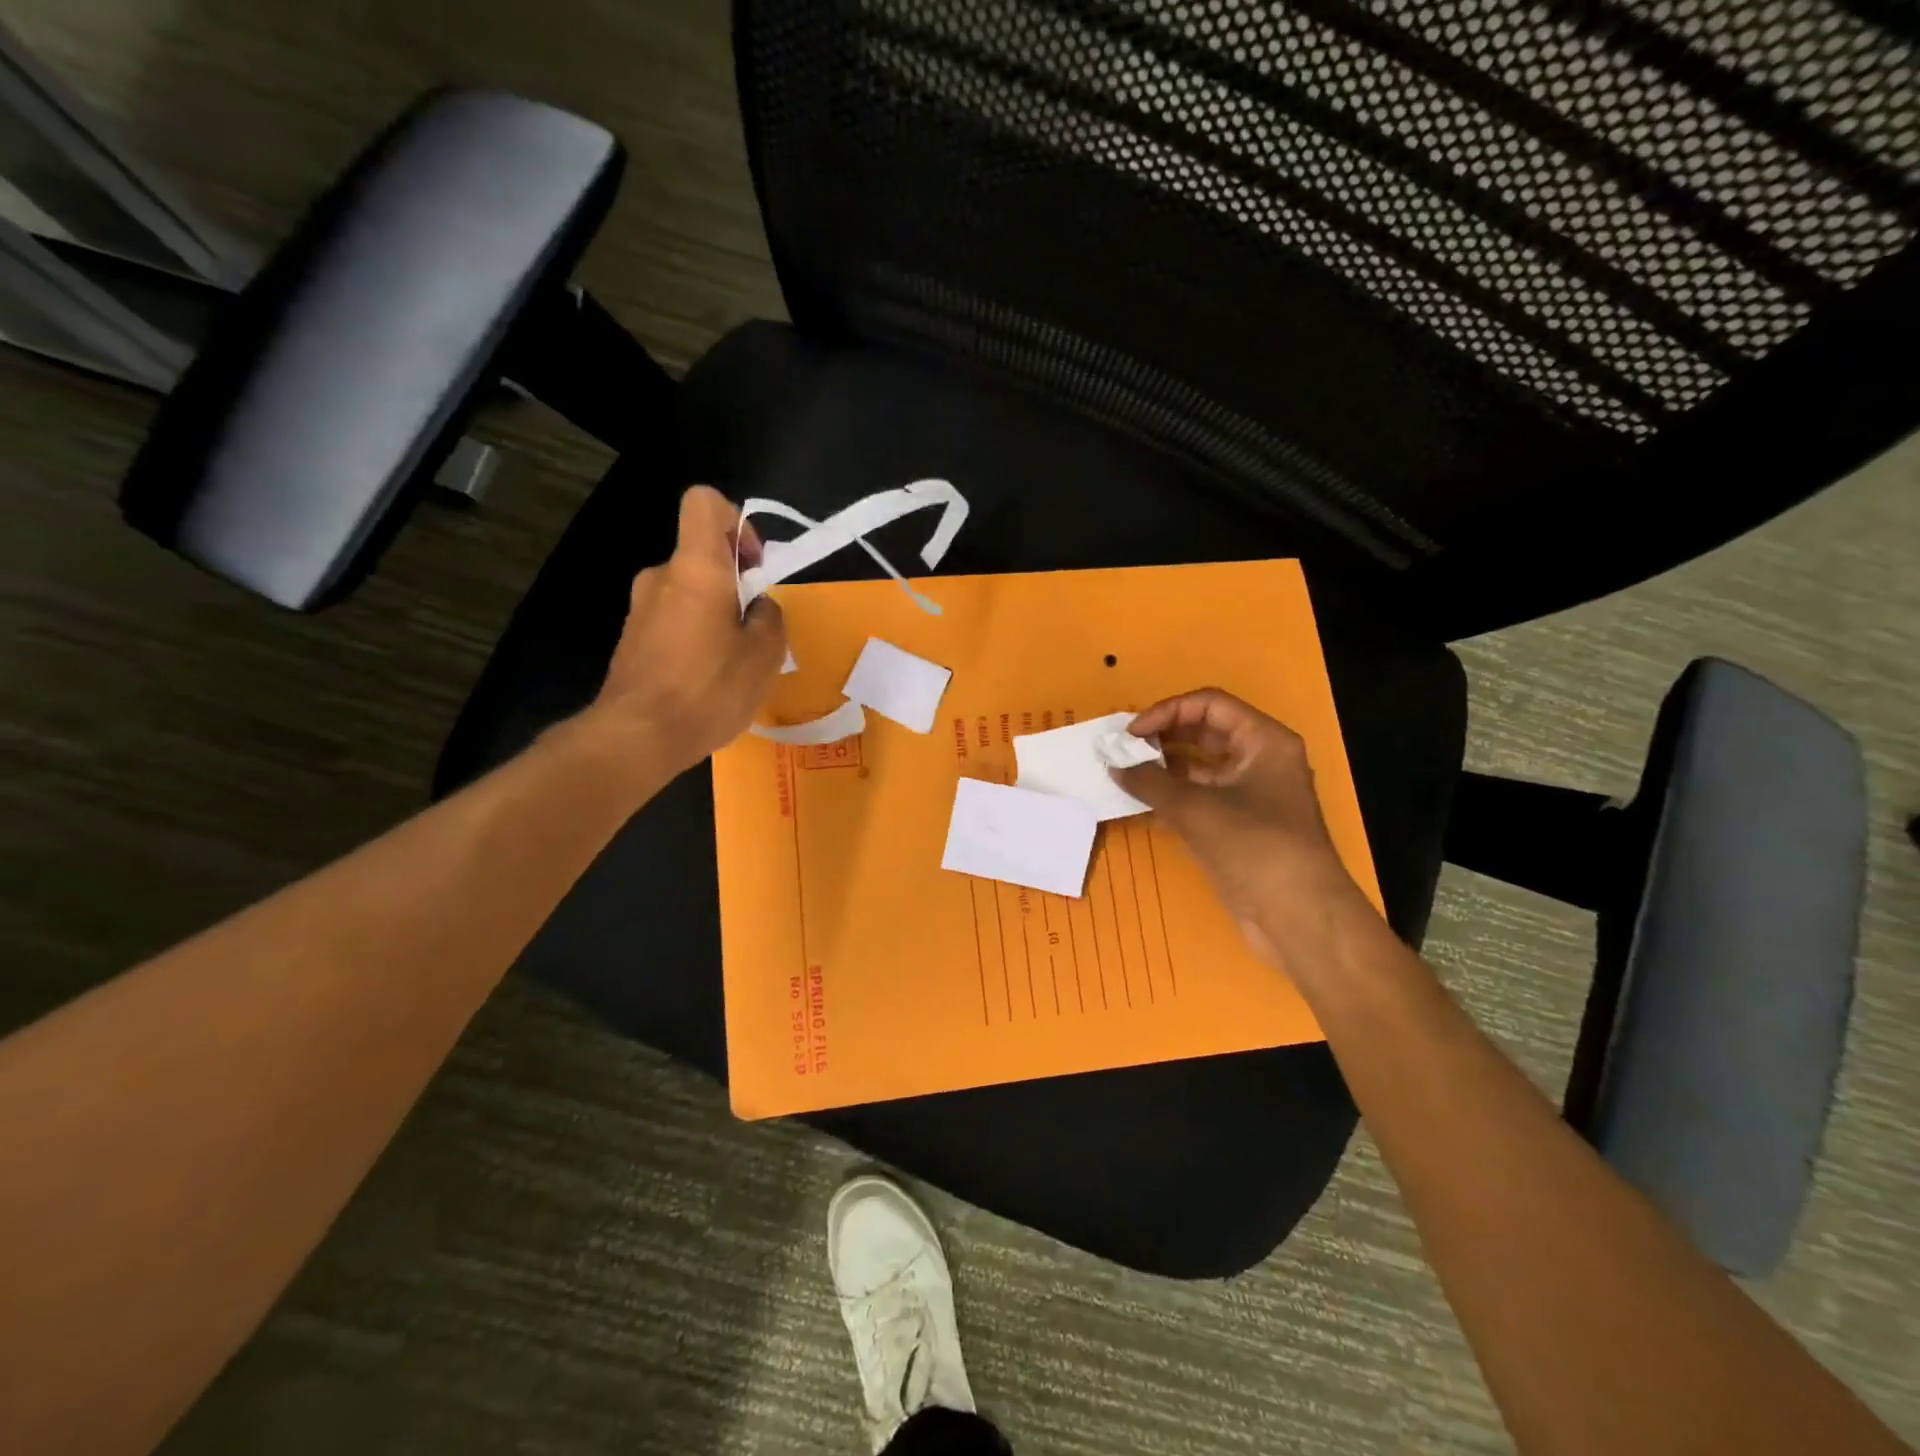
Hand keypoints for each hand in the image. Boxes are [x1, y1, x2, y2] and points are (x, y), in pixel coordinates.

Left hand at [588, 486, 786, 772]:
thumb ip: (769, 618)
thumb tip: (759, 608)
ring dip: (715, 615)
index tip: (752, 567)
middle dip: (734, 584)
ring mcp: (640, 609)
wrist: (637, 737)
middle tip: (755, 630)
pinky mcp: (631, 640)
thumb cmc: (707, 688)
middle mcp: (661, 577)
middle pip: (701, 556)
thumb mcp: (763, 655)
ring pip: (688, 593)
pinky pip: (672, 622)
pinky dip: (694, 637)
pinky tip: (706, 679)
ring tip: (734, 662)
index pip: (705, 503)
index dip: (736, 522)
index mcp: (695, 567)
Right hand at [1113, 689, 1371, 969]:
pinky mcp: (1236, 827)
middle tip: (1122, 751)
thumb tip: (1115, 767)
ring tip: (1123, 776)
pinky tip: (1137, 806)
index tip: (1131, 733)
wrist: (1297, 917)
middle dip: (1162, 739)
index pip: (1210, 705)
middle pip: (1204, 734)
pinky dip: (1169, 800)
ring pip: (1198, 769)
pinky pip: (1197, 800)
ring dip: (1161, 771)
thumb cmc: (1254, 846)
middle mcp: (1259, 761)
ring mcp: (1248, 796)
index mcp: (1263, 741)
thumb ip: (1151, 782)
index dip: (1167, 711)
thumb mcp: (1196, 809)